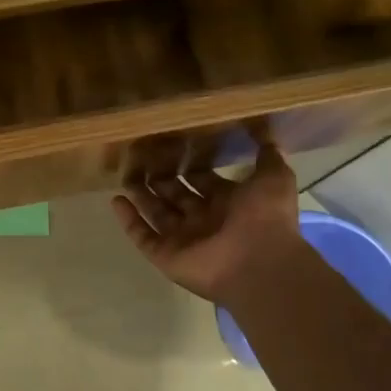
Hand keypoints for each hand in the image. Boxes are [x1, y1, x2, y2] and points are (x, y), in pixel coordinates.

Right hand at [113, 143, 305, 304]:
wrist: (260, 263)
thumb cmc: (266, 217)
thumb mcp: (275, 176)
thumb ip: (267, 153)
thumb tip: (261, 127)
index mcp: (229, 203)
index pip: (203, 180)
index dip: (190, 165)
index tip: (172, 145)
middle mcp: (205, 220)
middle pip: (176, 196)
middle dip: (161, 178)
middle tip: (141, 156)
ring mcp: (184, 239)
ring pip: (157, 213)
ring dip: (141, 195)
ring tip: (124, 173)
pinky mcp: (167, 256)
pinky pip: (143, 236)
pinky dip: (129, 220)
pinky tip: (116, 199)